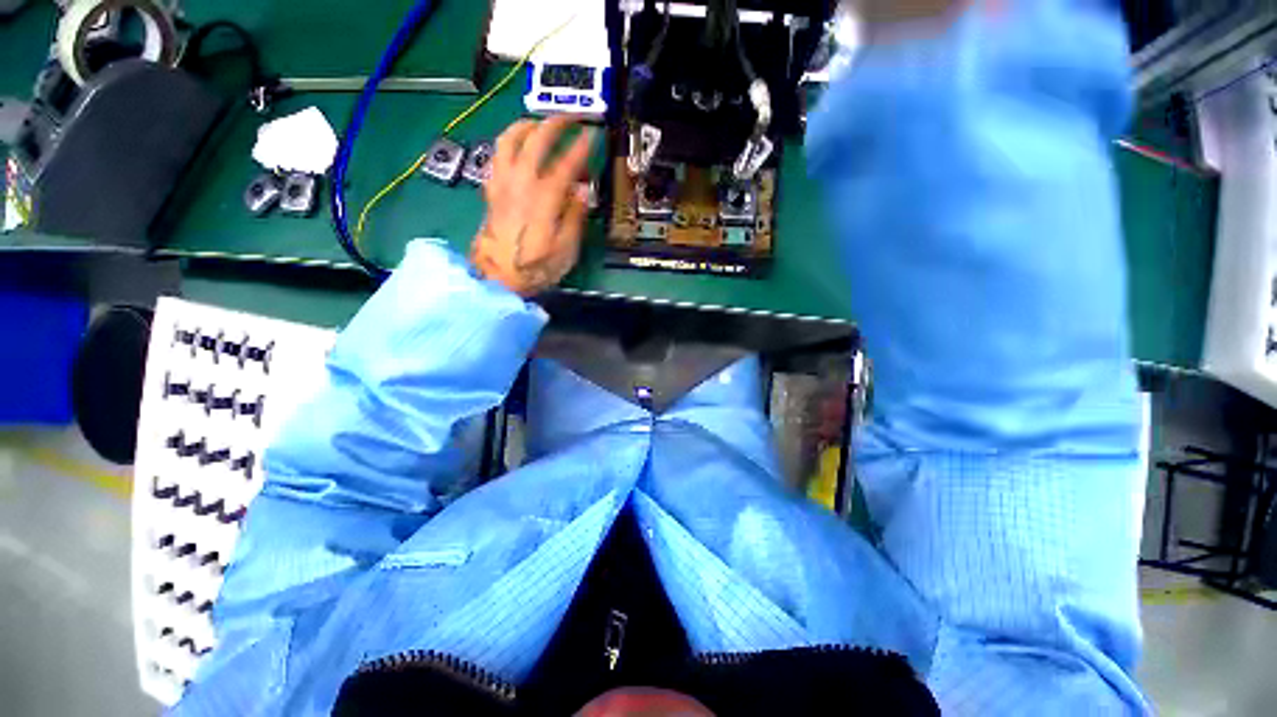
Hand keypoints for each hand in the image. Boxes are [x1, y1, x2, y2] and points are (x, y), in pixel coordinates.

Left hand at [471, 116, 594, 296]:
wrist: (498, 277)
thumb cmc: (535, 267)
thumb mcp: (566, 249)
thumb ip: (575, 217)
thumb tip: (582, 191)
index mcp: (544, 198)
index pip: (566, 163)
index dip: (581, 147)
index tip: (592, 136)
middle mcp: (521, 183)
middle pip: (536, 141)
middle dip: (554, 124)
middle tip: (570, 119)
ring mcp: (503, 184)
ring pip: (509, 141)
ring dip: (526, 126)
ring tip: (539, 124)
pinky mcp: (492, 192)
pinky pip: (497, 157)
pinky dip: (508, 144)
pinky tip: (517, 148)